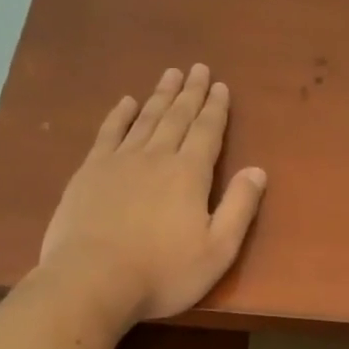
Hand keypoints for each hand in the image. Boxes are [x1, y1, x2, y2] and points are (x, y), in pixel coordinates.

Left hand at [38, 65, 266, 325]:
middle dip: (190, 93)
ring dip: (160, 96)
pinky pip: (109, 133)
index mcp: (190, 175)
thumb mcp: (217, 250)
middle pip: (177, 118)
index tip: (220, 86)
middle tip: (197, 68)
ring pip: (145, 119)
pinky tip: (126, 102)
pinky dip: (119, 115)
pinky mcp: (89, 172)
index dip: (216, 109)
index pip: (207, 132)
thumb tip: (258, 171)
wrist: (93, 279)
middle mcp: (156, 157)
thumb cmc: (163, 273)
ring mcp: (119, 161)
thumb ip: (240, 208)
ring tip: (170, 75)